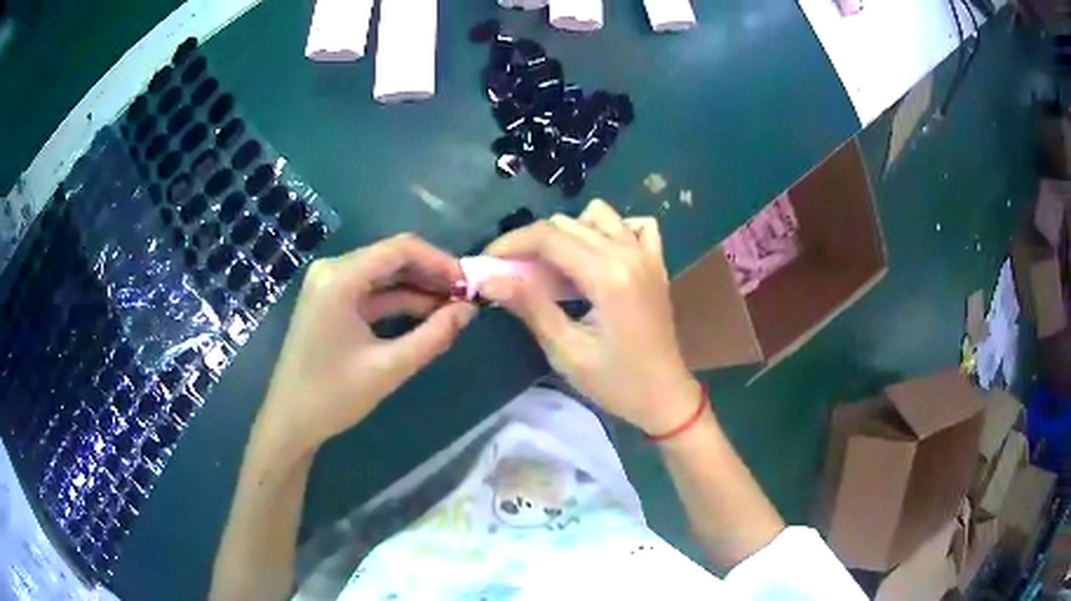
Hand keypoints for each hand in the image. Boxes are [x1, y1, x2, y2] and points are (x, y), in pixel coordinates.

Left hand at [256, 234, 476, 454]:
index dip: (440, 262)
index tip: (470, 285)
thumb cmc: (333, 396)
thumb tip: (469, 310)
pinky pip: (371, 291)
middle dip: (431, 275)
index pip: (400, 249)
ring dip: (418, 288)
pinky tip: (426, 314)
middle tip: (467, 297)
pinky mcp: (330, 300)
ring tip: (454, 307)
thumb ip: (433, 336)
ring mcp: (329, 284)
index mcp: (340, 278)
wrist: (290, 421)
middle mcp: (332, 270)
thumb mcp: (389, 368)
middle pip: (392, 257)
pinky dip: (398, 300)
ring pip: (384, 274)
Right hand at [480, 200, 700, 434]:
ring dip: (569, 234)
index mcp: (608, 276)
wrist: (665, 396)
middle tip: (515, 276)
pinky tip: (599, 257)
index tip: (487, 263)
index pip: (548, 237)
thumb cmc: (616, 382)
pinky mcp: (656, 262)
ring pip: (598, 215)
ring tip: (557, 268)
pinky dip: (610, 231)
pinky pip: (634, 226)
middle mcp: (629, 253)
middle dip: (533, 244)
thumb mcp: (566, 351)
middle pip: (567, 224)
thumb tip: (488, 279)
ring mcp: (647, 255)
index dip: (511, 244)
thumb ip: (530, 306)